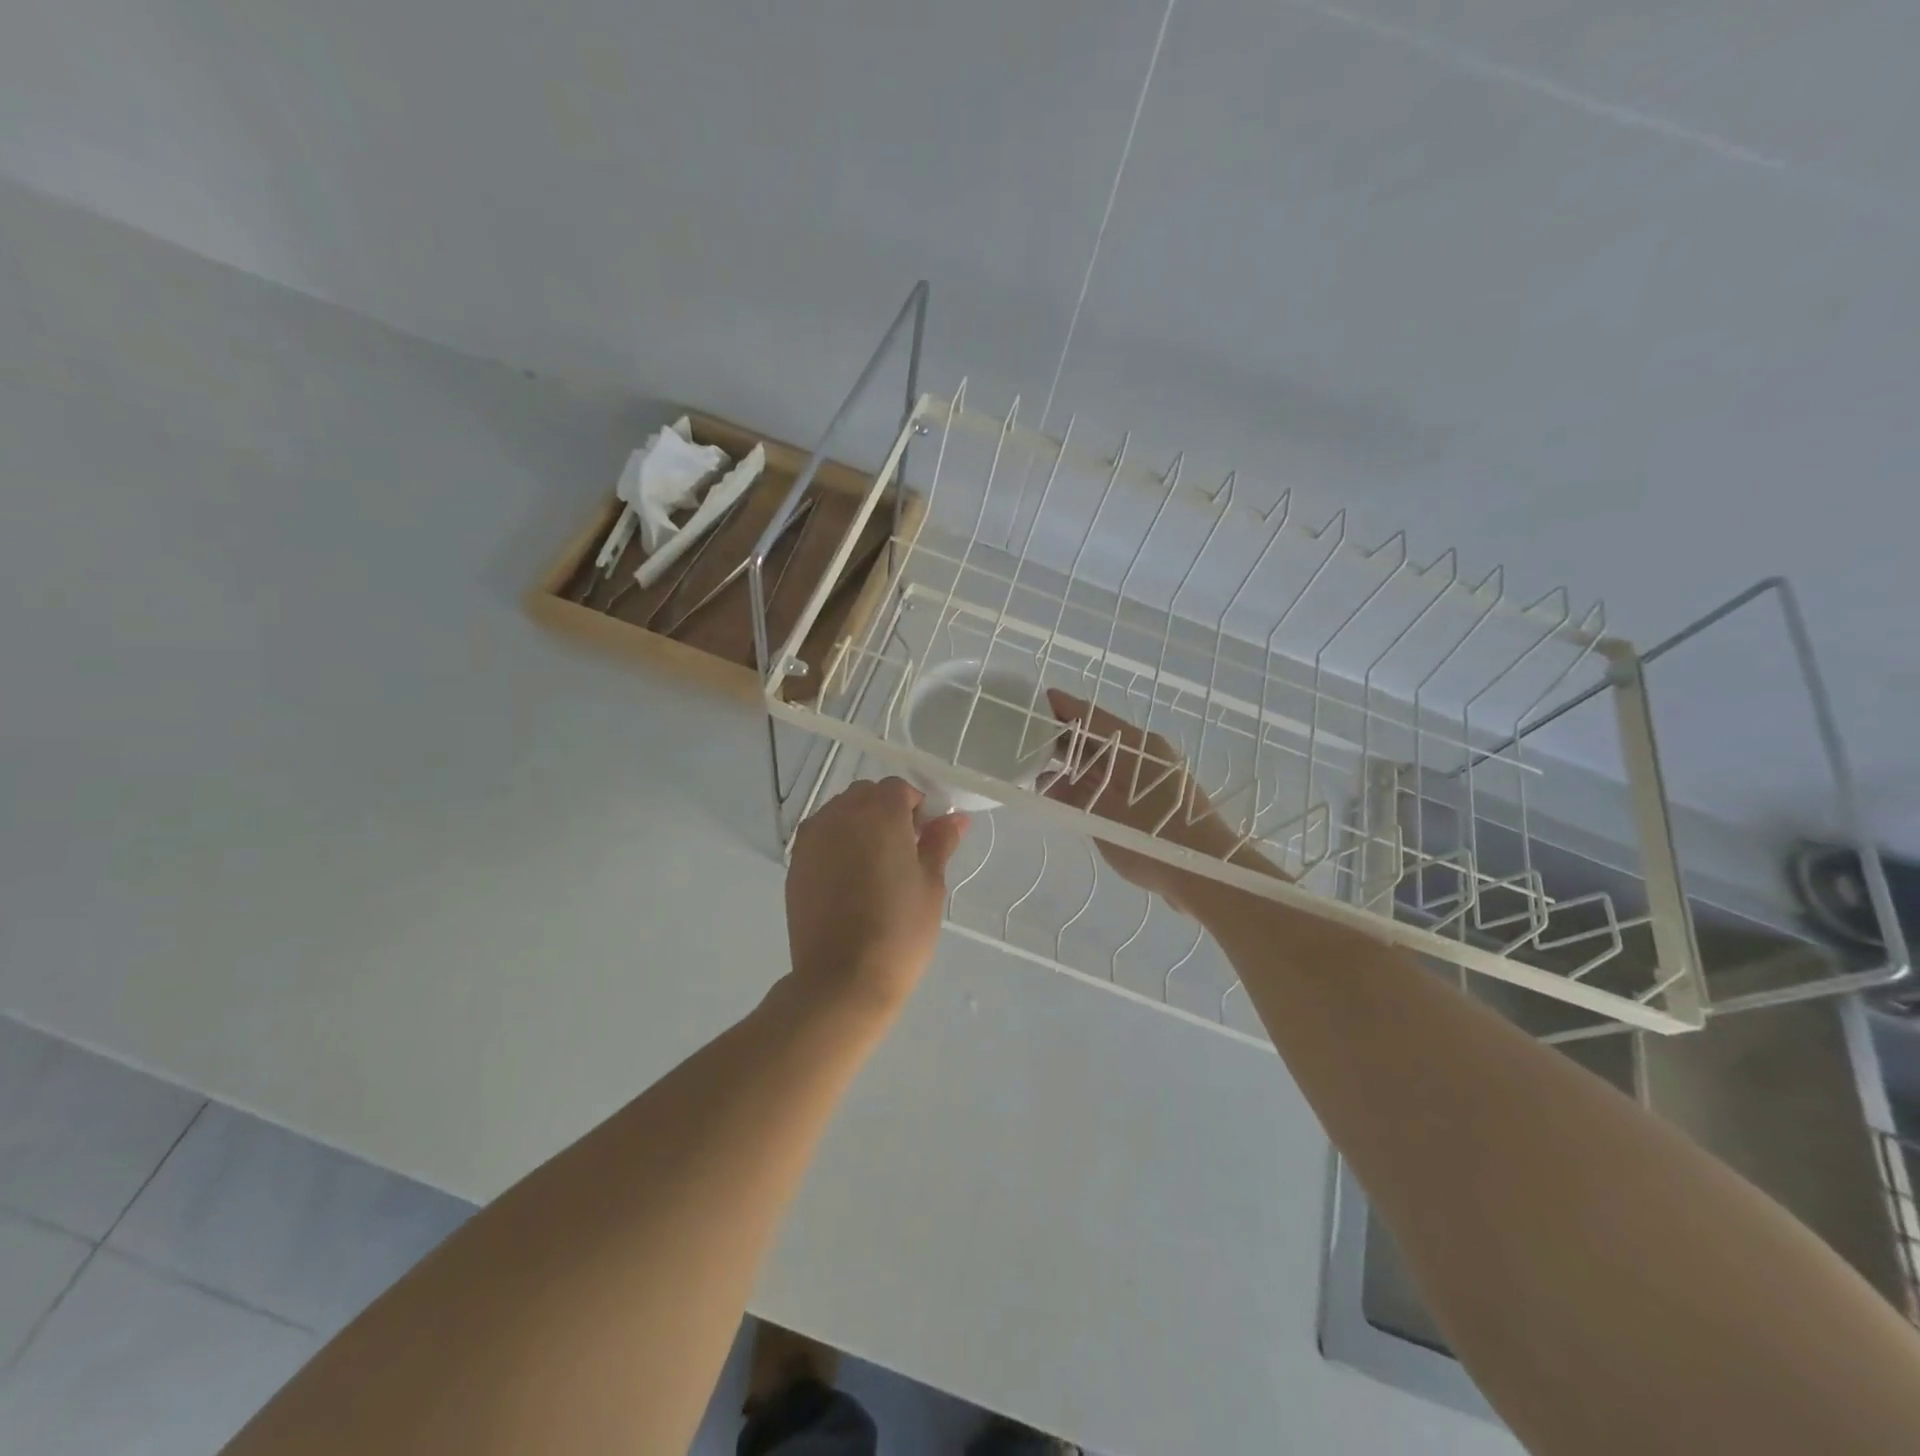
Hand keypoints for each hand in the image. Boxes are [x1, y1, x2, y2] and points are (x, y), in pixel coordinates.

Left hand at [784, 777, 969, 1016]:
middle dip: (886, 812)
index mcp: (879, 813)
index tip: (925, 838)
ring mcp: (812, 839)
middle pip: (865, 795)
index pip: (898, 789)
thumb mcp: (931, 884)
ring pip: (839, 813)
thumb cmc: (899, 930)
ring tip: (875, 867)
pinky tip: (849, 880)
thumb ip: (940, 842)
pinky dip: (837, 844)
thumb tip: (955, 817)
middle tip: (903, 852)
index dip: (916, 807)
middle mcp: (840, 815)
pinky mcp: (795, 864)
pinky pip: (820, 837)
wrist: (842, 979)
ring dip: (859, 825)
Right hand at [1043, 690, 1283, 913]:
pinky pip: (1114, 781)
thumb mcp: (1102, 816)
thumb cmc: (1153, 838)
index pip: (1090, 716)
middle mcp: (1144, 754)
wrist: (1207, 873)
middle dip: (1062, 737)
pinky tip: (1068, 796)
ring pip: (1105, 761)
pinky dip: (1090, 783)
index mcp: (1135, 746)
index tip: (1032, 703)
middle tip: (1025, 739)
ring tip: (1038, 768)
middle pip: (1096, 737)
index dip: (1060, 708)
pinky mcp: (1155, 799)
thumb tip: (1044, 781)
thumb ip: (1071, 795)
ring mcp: (1151, 777)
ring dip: (1074, 764)